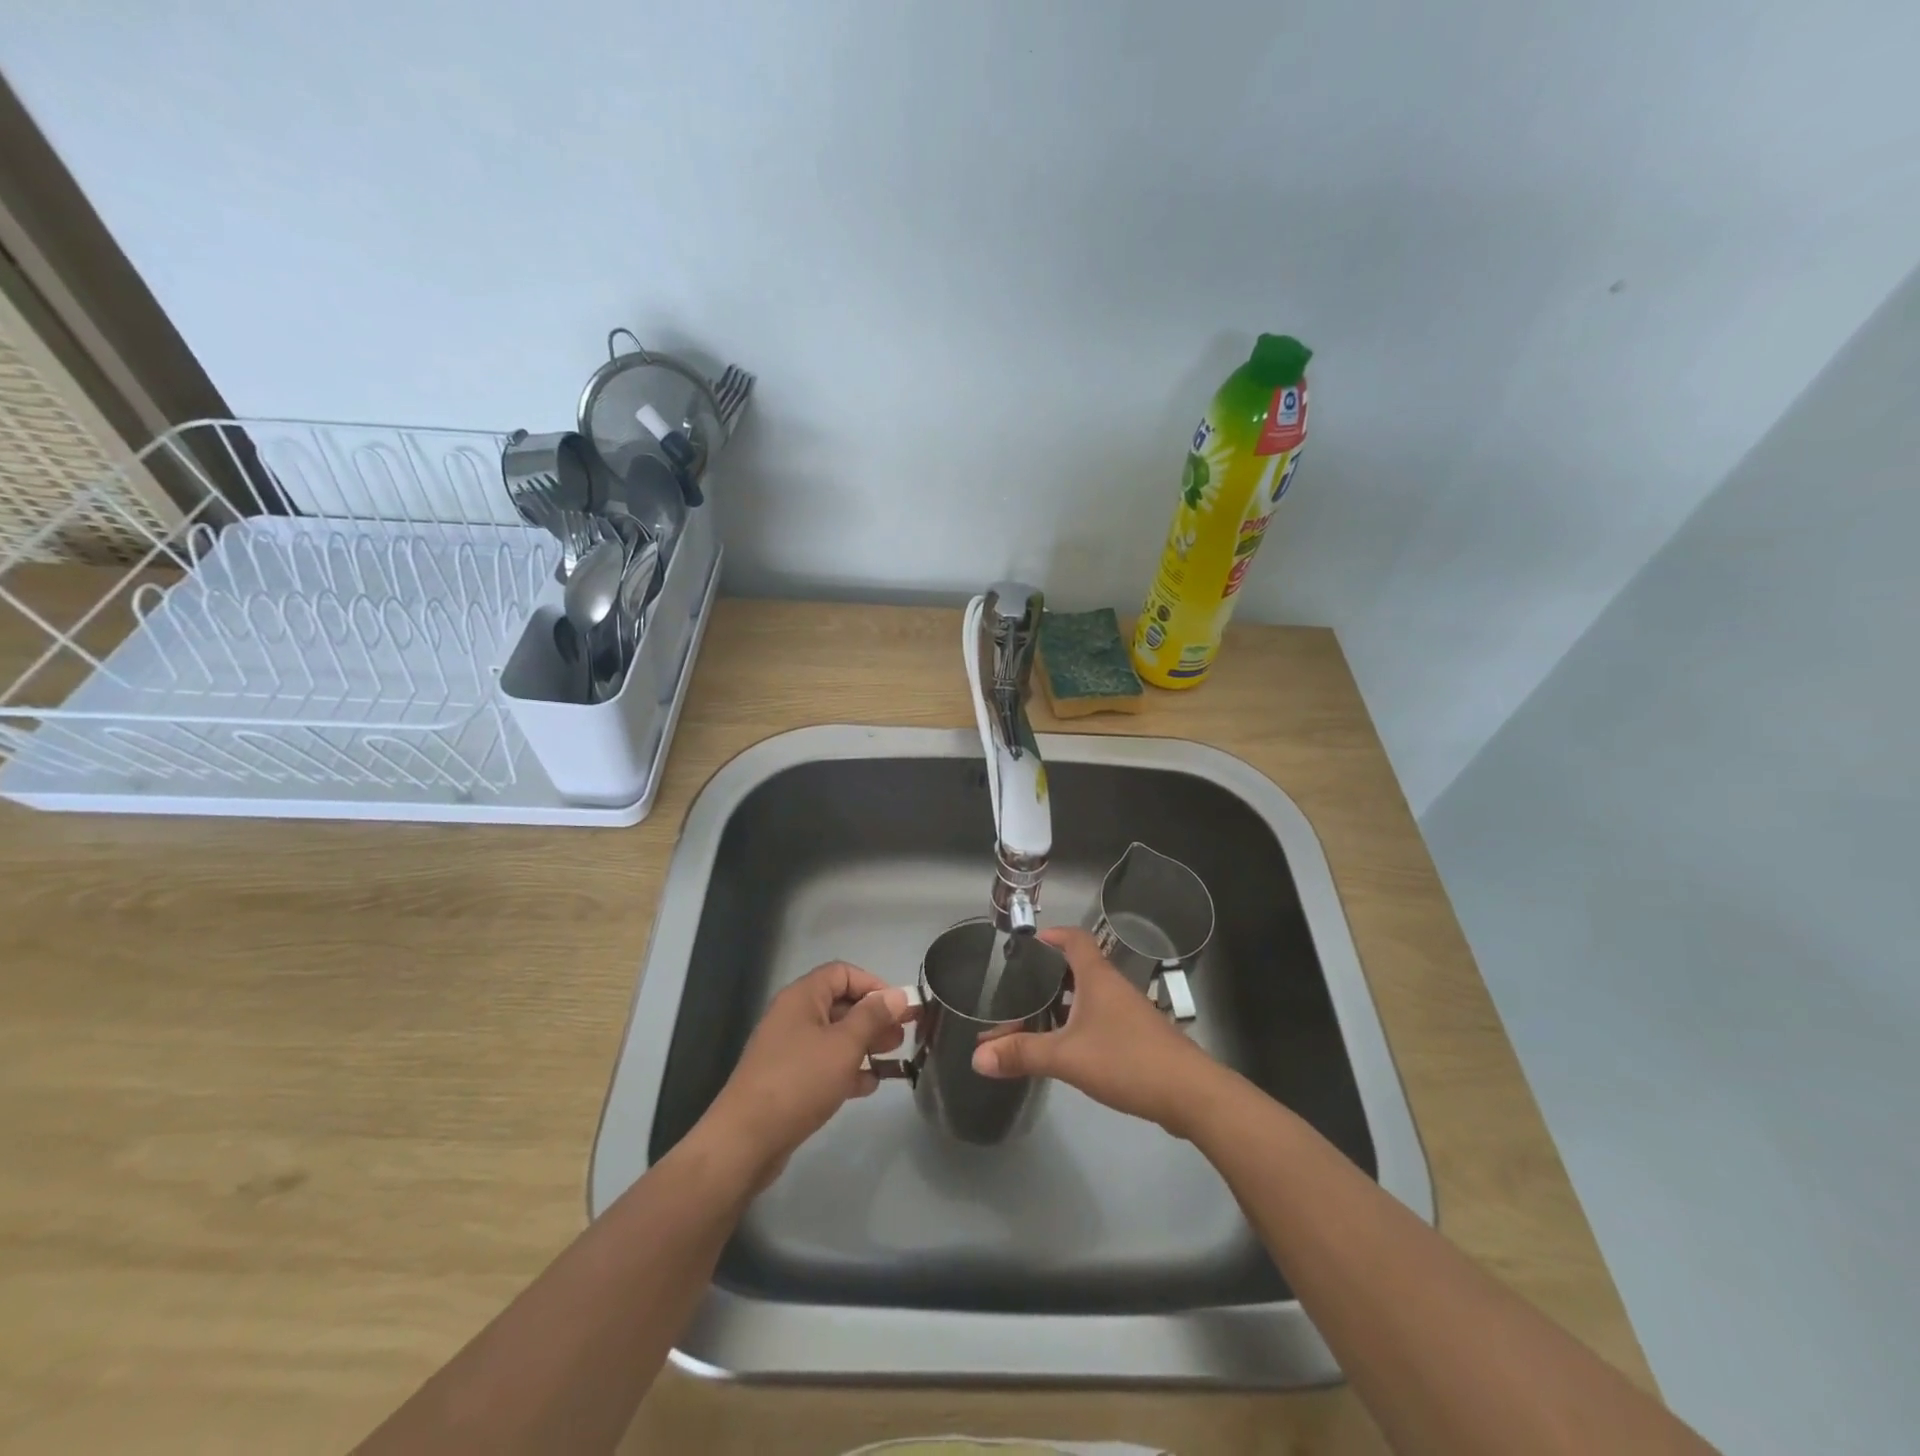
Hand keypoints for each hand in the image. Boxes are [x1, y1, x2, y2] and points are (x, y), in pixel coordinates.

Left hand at [699, 962, 912, 1186]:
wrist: (746, 1140)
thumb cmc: (800, 1081)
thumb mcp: (844, 1045)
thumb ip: (873, 1017)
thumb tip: (897, 995)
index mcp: (802, 997)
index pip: (843, 973)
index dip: (873, 985)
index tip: (899, 1008)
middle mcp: (794, 1016)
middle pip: (841, 1005)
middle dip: (874, 1018)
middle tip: (901, 1037)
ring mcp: (789, 1049)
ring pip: (835, 1037)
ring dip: (865, 1045)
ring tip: (893, 1061)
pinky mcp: (788, 1080)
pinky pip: (824, 1064)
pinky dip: (847, 1069)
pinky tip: (869, 1085)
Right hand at [970, 925, 1224, 1135]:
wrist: (1190, 1093)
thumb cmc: (1127, 1060)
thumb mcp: (1066, 1057)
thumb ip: (1022, 1054)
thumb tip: (977, 1056)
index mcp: (1097, 977)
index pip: (1074, 939)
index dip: (1051, 936)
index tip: (1025, 945)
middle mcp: (1113, 987)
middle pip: (1076, 968)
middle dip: (1046, 976)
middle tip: (1016, 989)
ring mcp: (1128, 1012)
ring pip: (1087, 997)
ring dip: (1061, 1004)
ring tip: (1031, 1020)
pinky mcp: (1137, 1037)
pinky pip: (1099, 1019)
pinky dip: (1077, 1025)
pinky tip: (1063, 1047)